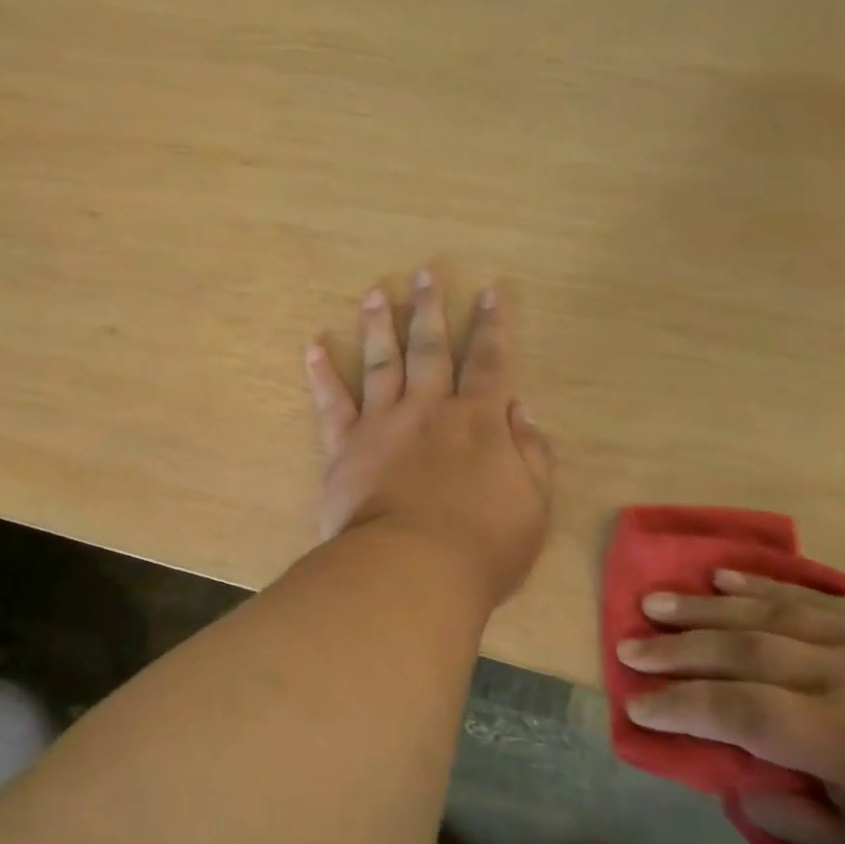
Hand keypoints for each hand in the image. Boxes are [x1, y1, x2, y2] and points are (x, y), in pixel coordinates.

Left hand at [304, 272, 553, 610]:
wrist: (411, 569)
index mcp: (479, 421)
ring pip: (382, 362)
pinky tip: (313, 346)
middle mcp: (429, 409)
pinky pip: (331, 403)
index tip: (489, 293)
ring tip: (374, 293)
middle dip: (430, 309)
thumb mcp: (531, 506)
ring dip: (379, 325)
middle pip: (431, 349)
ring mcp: (383, 423)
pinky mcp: (345, 446)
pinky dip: (321, 374)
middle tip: (424, 274)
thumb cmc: (481, 547)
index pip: (490, 363)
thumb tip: (523, 411)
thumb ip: (531, 454)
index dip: (492, 327)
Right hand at [620, 572, 844, 843]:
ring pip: (767, 612)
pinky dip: (763, 584)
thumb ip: (788, 809)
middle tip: (625, 646)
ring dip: (703, 607)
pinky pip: (815, 596)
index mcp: (840, 737)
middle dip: (674, 649)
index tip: (634, 705)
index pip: (733, 709)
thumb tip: (731, 774)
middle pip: (738, 650)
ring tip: (654, 602)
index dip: (677, 706)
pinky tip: (722, 577)